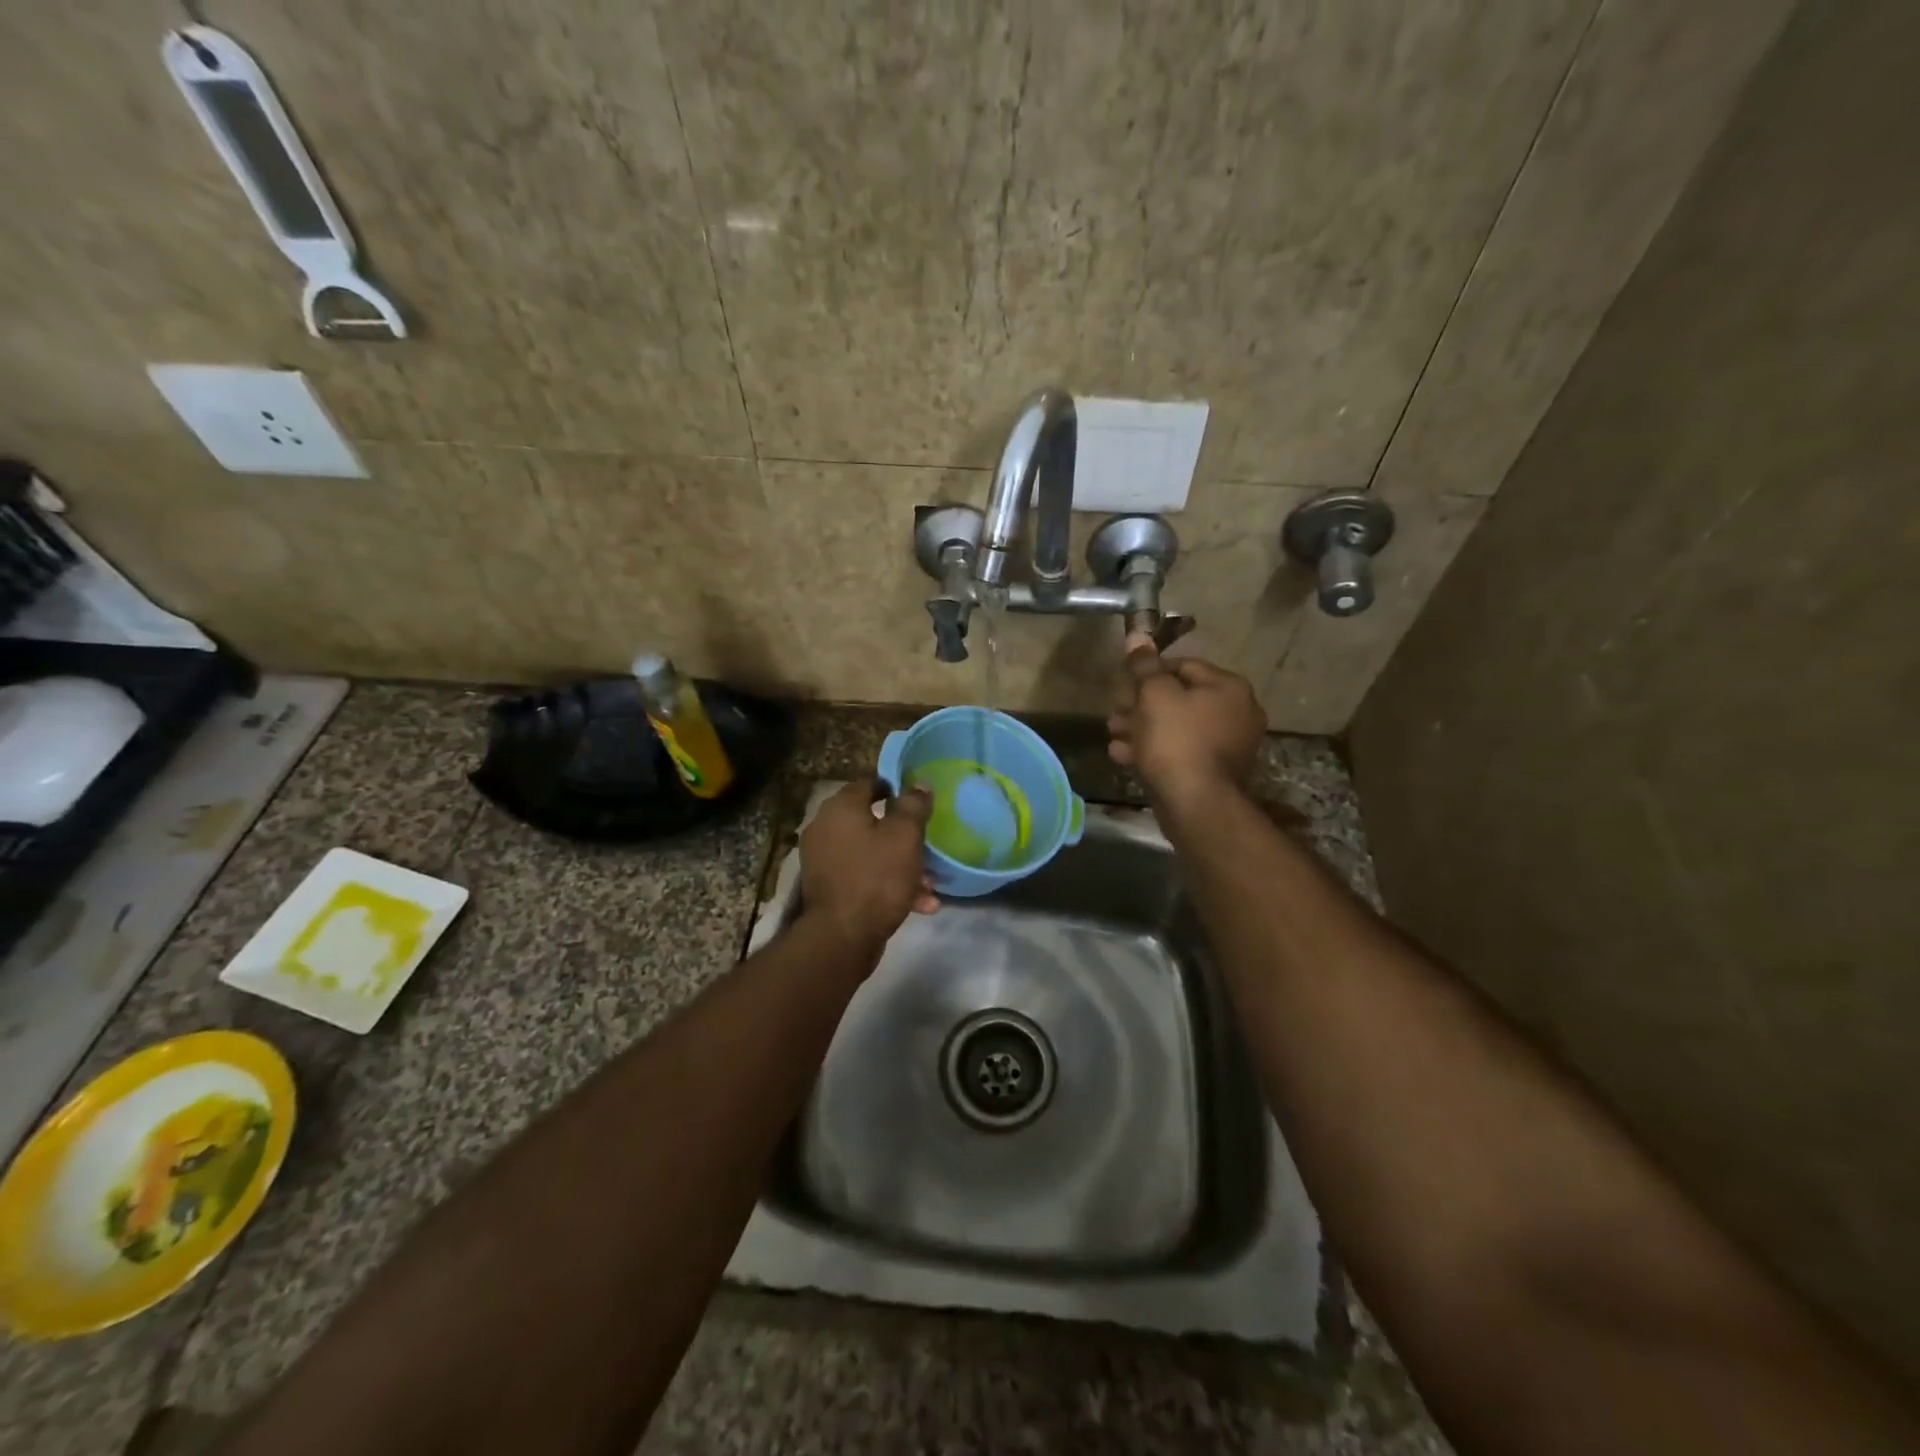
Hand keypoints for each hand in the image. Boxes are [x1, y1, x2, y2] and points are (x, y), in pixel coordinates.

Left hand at [800, 779, 938, 953]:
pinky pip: (863, 876)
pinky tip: (919, 904)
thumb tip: (919, 784)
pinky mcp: (829, 888)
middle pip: (870, 822)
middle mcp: (825, 828)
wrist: (842, 937)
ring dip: (901, 865)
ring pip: (870, 853)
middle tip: (927, 844)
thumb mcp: (905, 836)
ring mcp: (824, 860)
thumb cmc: (877, 877)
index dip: (894, 789)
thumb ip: (913, 806)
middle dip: (903, 835)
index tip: (917, 801)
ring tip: (930, 884)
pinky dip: (887, 884)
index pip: (868, 784)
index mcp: (840, 808)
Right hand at [1108, 632, 1265, 806]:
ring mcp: (1230, 745)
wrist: (1196, 803)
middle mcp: (1237, 712)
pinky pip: (1182, 751)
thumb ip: (1144, 665)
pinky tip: (1125, 756)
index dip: (1149, 672)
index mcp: (1229, 687)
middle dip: (1141, 705)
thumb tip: (1137, 634)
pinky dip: (1155, 750)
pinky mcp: (1216, 772)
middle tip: (1115, 714)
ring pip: (1177, 727)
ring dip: (1143, 728)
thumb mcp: (1154, 695)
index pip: (1183, 665)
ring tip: (1114, 736)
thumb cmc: (1176, 740)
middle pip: (1180, 698)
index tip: (1124, 686)